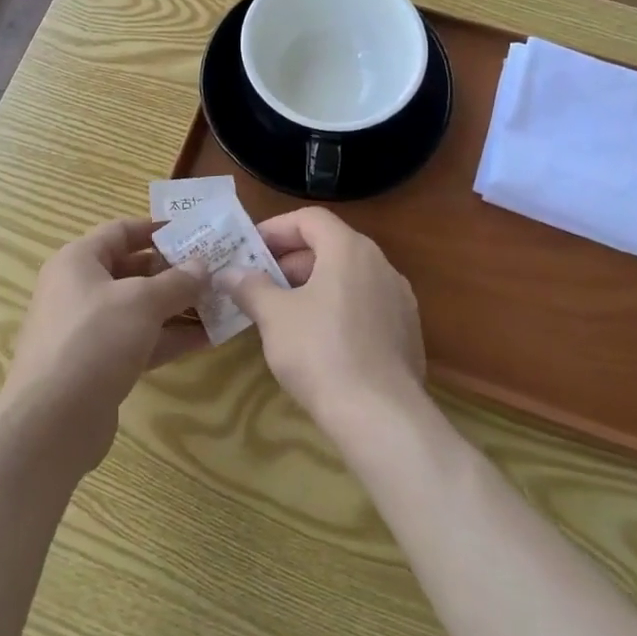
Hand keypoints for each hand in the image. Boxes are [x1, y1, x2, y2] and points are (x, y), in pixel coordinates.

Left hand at [1, 218, 209, 470]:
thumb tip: (202, 266)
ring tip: (221, 304)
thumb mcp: (142, 302)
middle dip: (175, 272)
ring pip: (139, 309)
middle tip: (216, 271)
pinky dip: (169, 338)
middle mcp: (79, 289)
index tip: (195, 232)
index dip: (157, 229)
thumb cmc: (94, 339)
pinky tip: (207, 338)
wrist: (51, 421)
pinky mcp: (99, 365)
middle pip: (133, 270)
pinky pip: (140, 340)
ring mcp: (88, 330)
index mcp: (78, 260)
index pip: (121, 231)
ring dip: (178, 307)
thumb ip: (177, 282)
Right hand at [224, 207, 426, 430]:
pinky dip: (338, 309)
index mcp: (350, 249)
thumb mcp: (274, 316)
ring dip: (313, 286)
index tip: (250, 249)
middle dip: (291, 261)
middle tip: (260, 284)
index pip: (310, 219)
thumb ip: (250, 287)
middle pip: (330, 246)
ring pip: (348, 277)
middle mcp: (380, 264)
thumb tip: (229, 274)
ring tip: (284, 314)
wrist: (380, 416)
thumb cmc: (320, 352)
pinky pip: (365, 305)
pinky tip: (318, 341)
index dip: (276, 229)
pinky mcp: (407, 332)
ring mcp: (399, 299)